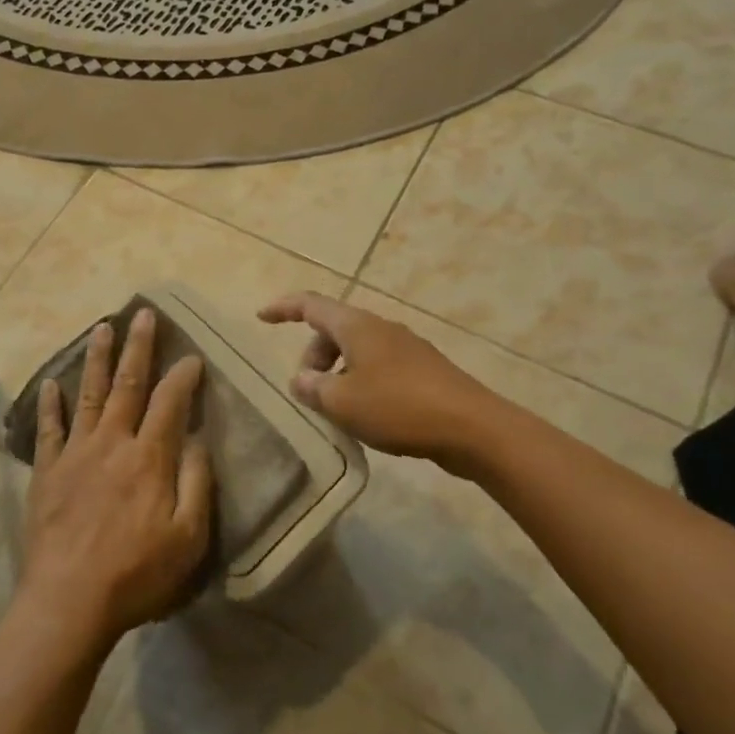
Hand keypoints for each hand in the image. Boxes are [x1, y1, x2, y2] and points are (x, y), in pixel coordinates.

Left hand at [22, 309, 212, 650]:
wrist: (69, 600)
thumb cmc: (136, 574)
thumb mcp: (188, 538)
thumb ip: (196, 483)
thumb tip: (197, 439)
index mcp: (148, 457)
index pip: (170, 402)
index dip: (182, 376)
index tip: (192, 356)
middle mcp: (111, 442)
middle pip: (128, 384)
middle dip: (138, 347)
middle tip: (144, 314)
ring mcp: (75, 453)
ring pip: (89, 394)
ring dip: (97, 359)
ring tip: (102, 328)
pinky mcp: (47, 470)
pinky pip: (49, 429)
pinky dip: (51, 404)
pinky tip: (51, 383)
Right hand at [258, 292, 490, 460]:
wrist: (473, 428)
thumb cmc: (398, 407)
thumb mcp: (342, 402)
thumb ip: (313, 388)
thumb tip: (301, 379)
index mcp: (356, 326)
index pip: (310, 305)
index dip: (283, 308)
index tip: (262, 317)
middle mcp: (380, 328)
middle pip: (333, 330)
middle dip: (313, 355)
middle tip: (308, 391)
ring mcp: (405, 348)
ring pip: (357, 350)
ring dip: (337, 373)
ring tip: (336, 410)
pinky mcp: (423, 370)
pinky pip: (378, 367)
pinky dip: (360, 382)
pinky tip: (367, 416)